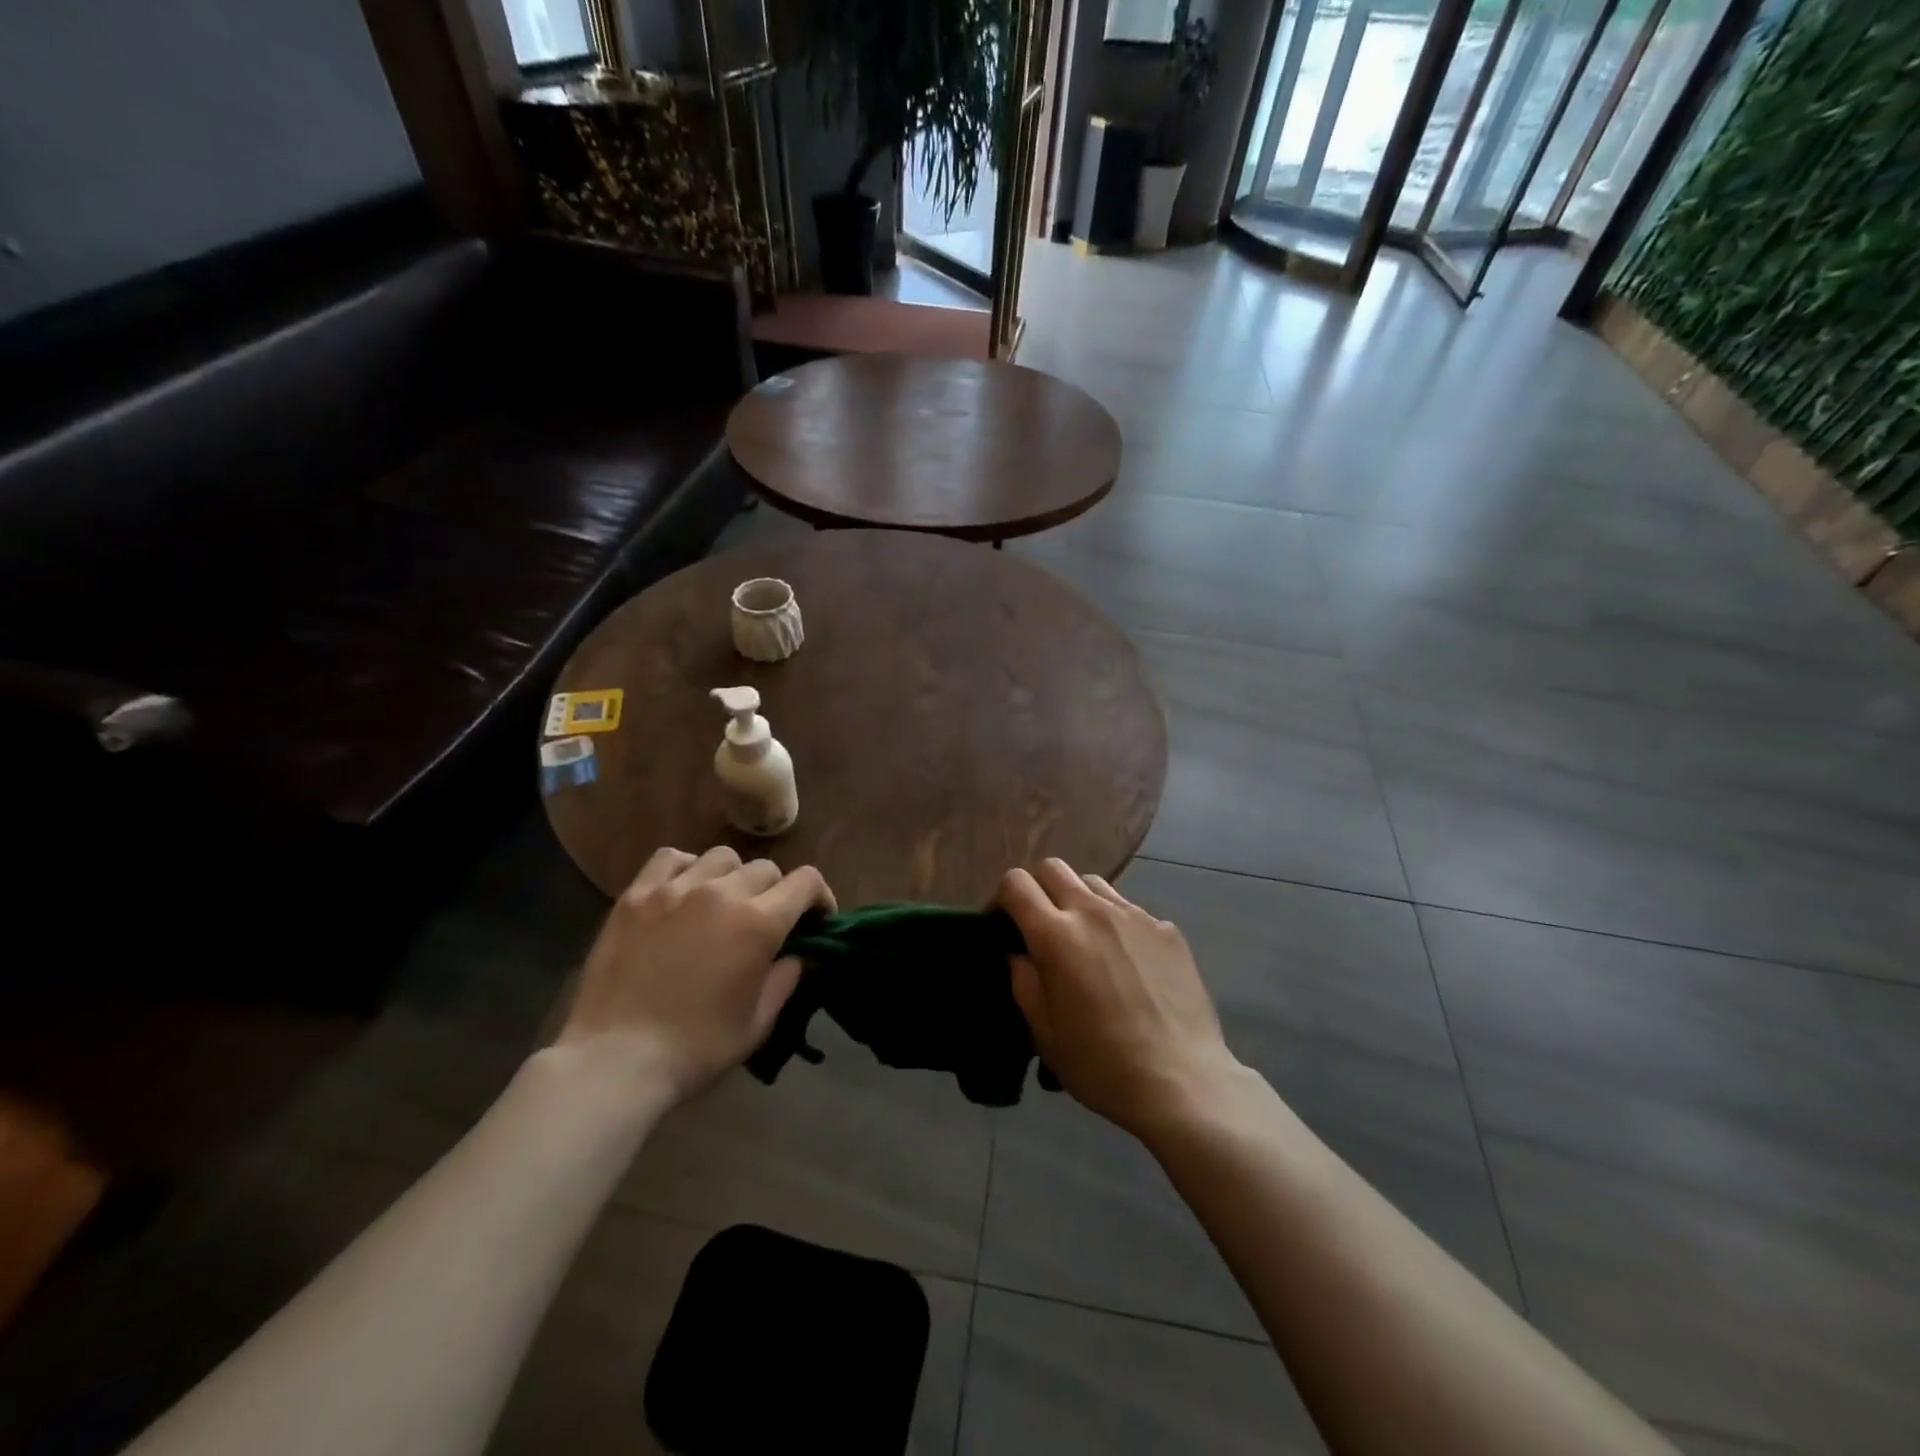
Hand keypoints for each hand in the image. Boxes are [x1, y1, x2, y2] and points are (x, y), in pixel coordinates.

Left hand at [557, 845, 833, 1104]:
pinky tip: (684, 890)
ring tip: (723, 902)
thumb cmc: (696, 1047)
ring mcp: (675, 889)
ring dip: (733, 876)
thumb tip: (800, 954)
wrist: (616, 1060)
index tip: (816, 919)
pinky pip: (670, 858)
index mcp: (758, 922)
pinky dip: (687, 867)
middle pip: (766, 868)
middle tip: (765, 921)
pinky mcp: (636, 896)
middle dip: (776, 892)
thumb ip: (786, 979)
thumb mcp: (758, 1023)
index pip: (806, 881)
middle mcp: (721, 893)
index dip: (819, 897)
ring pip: (722, 856)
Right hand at [997, 859, 1241, 1140]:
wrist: (1182, 1082)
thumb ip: (1024, 983)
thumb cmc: (1101, 1064)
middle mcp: (1093, 912)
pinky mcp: (1167, 929)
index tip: (1002, 925)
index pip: (1016, 883)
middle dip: (1036, 887)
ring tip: (1082, 937)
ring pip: (1092, 883)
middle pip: (1053, 868)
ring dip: (1076, 899)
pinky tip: (1124, 960)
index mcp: (1056, 935)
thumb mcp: (1045, 1034)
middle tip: (1038, 924)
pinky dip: (1114, 922)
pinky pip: (1129, 909)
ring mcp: (1135, 916)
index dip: (1001, 898)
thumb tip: (1020, 955)